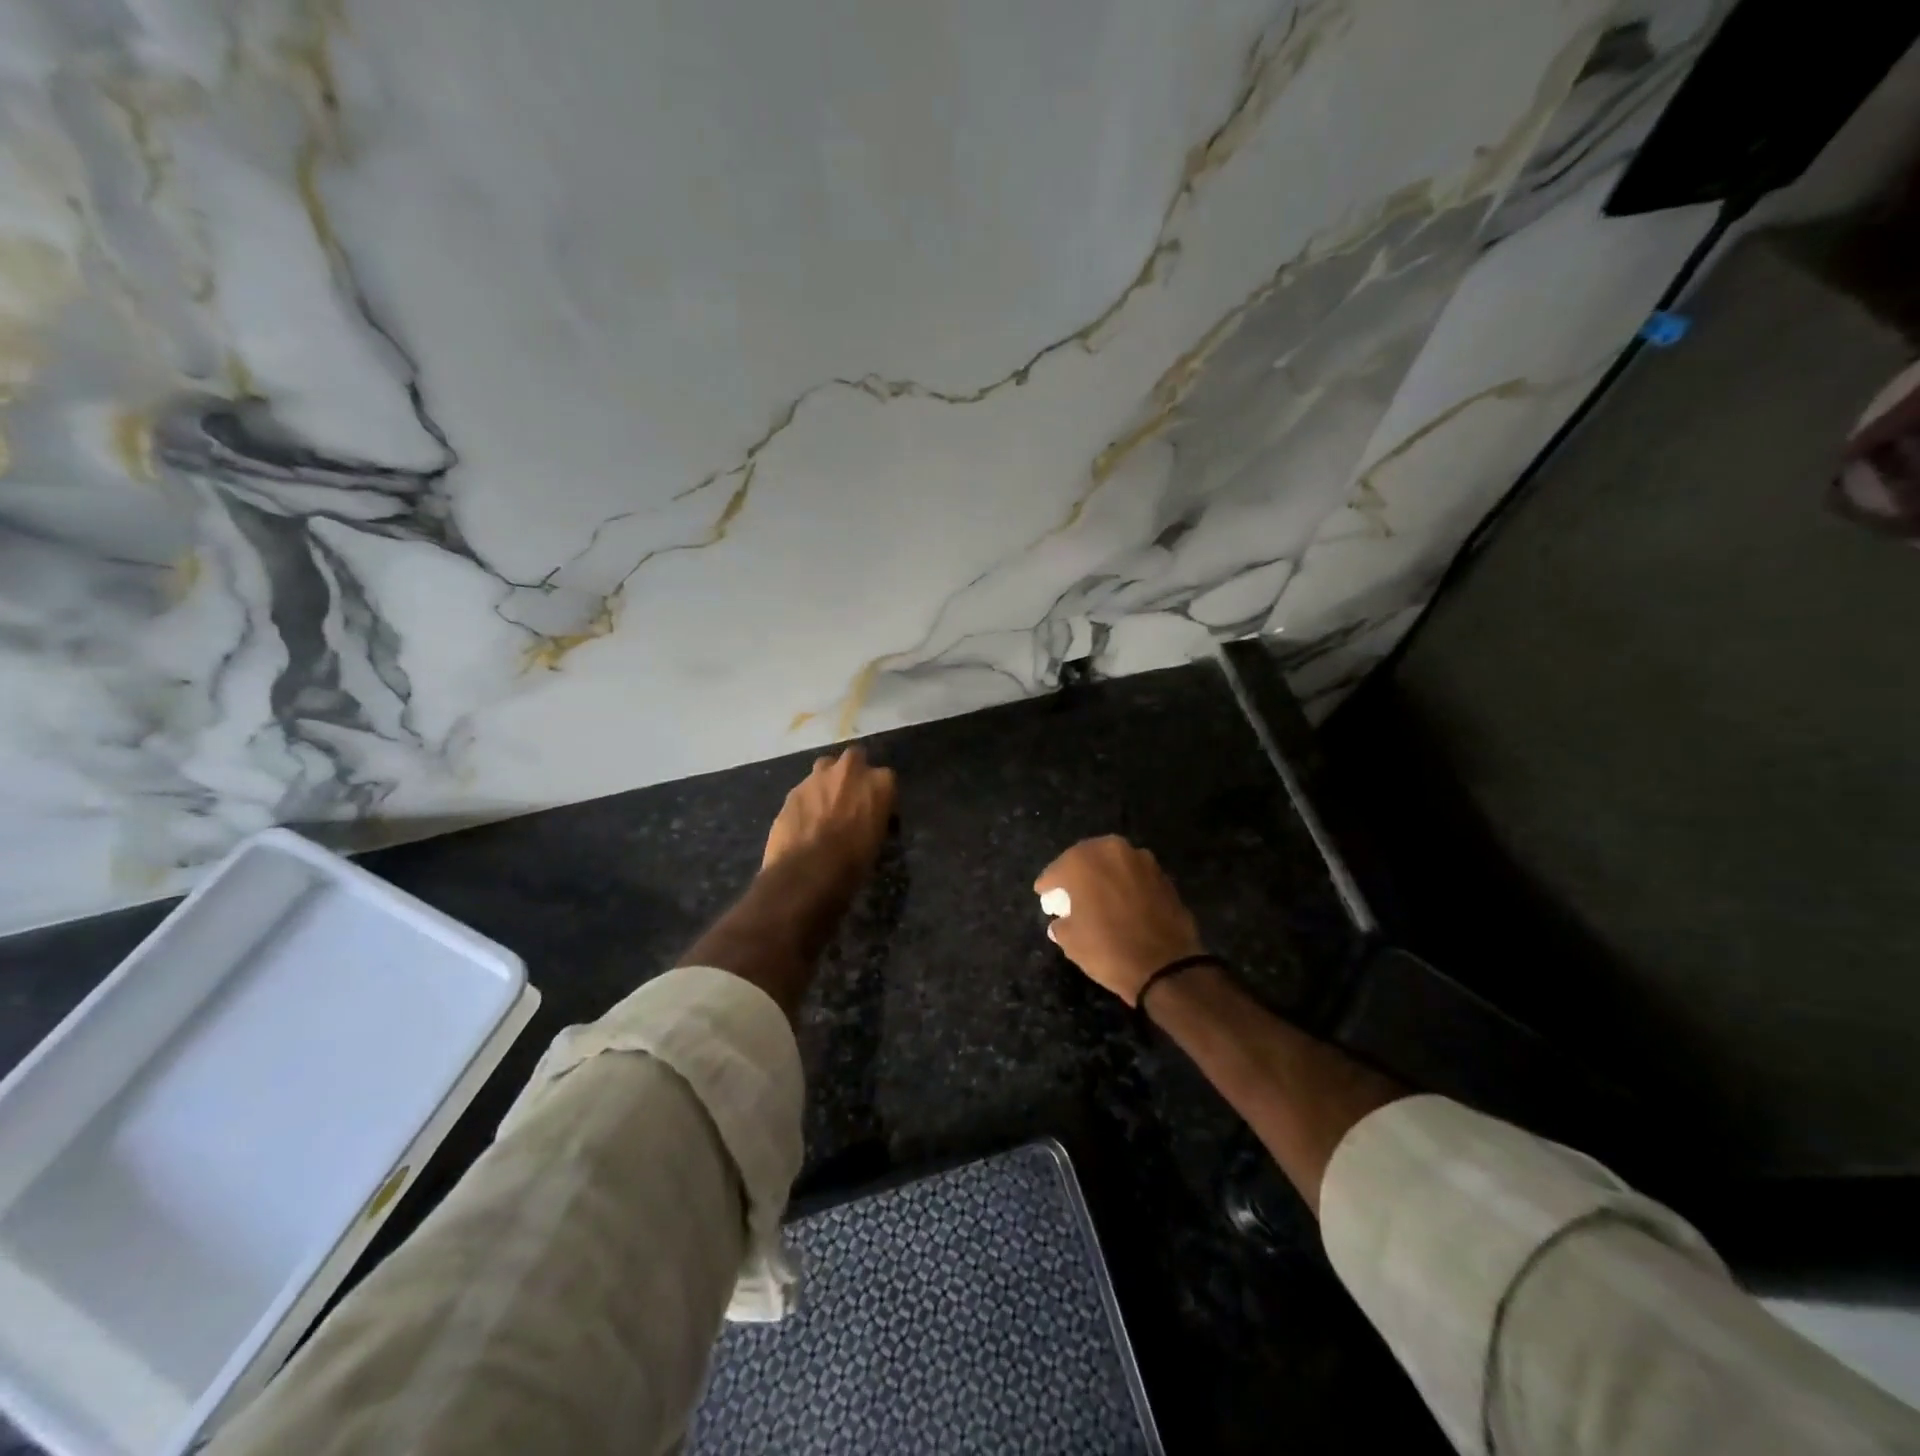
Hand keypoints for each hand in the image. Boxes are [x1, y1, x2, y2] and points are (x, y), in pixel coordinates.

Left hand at [763, 747, 896, 880]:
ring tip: (826, 807)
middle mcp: (850, 770)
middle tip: (850, 799)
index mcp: (880, 782)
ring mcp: (818, 776)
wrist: (806, 872)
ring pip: (826, 767)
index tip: (877, 813)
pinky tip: (805, 821)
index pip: (886, 780)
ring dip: (829, 781)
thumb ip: (874, 820)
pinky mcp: (793, 790)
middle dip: (853, 774)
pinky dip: (808, 800)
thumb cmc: (853, 862)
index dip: (880, 796)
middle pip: (855, 758)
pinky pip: (805, 789)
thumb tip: (868, 823)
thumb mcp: (877, 843)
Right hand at [1034, 835, 1205, 1005]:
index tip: (1043, 894)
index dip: (1048, 884)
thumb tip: (1062, 921)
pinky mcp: (1163, 874)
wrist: (1167, 967)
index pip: (1056, 870)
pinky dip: (1125, 884)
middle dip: (1076, 873)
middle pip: (1086, 858)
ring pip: (1113, 863)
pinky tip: (1121, 902)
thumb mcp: (1071, 941)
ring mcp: (1141, 859)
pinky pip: (1134, 875)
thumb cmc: (1109, 950)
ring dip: (1103, 875)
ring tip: (1098, 896)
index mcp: (1083, 861)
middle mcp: (1112, 850)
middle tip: (1069, 892)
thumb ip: (1061, 924)